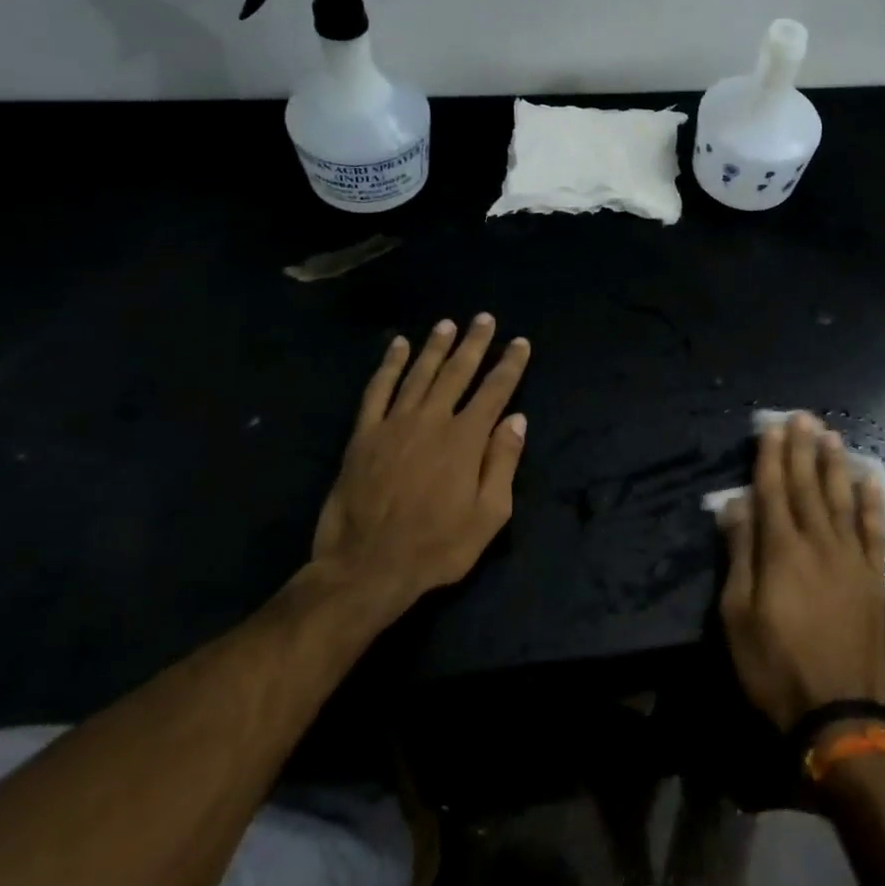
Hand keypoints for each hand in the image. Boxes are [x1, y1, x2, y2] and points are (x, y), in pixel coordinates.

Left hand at [311, 314, 530, 615]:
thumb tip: (516, 420)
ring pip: (419, 373)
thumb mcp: (488, 516)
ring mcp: (394, 424)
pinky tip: (397, 346)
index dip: (510, 365)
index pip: (495, 391)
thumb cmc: (436, 546)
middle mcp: (432, 420)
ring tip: (447, 324)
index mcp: (466, 439)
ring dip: (435, 347)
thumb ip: (503, 463)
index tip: (520, 343)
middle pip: (458, 372)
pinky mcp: (364, 435)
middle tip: (484, 318)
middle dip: (474, 343)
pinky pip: (377, 390)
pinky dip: (388, 365)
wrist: (366, 567)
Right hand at [719, 413, 884, 730]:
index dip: (771, 457)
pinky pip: (875, 531)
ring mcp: (852, 559)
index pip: (773, 490)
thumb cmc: (774, 666)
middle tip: (802, 417)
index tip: (772, 428)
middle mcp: (819, 543)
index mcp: (781, 551)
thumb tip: (736, 504)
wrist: (839, 713)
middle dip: (802, 449)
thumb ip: (739, 554)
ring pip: (842, 500)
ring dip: (835, 465)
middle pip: (807, 486)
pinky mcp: (875, 578)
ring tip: (831, 436)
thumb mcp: (737, 615)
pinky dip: (873, 503)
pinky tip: (870, 480)